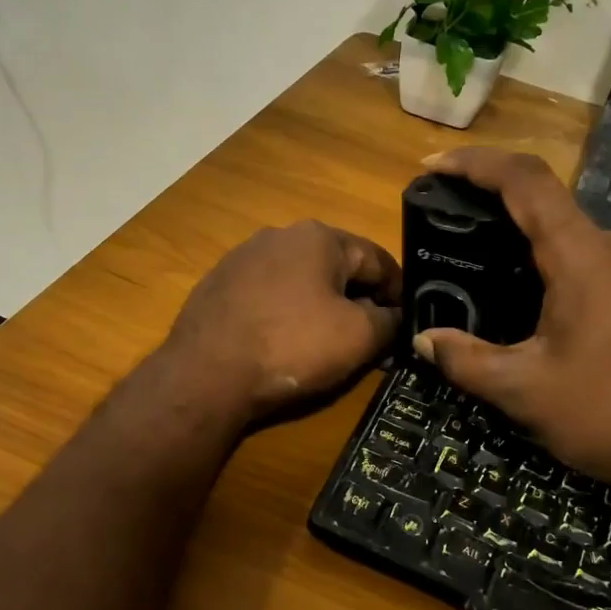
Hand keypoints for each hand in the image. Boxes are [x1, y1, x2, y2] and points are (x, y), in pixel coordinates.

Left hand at [162, 220, 402, 422]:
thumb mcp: (359, 336)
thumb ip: (390, 321)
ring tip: (326, 347)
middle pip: (337, 269)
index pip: (377, 260)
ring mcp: (242, 258)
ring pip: (300, 282)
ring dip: (321, 309)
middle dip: (358, 302)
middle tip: (369, 342)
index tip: (404, 325)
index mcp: (319, 236)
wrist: (206, 374)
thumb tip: (397, 317)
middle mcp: (279, 235)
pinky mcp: (218, 285)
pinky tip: (283, 345)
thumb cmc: (292, 346)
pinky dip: (285, 316)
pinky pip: (268, 297)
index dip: (399, 294)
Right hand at [413, 149, 610, 504]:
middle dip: (500, 220)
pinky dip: (566, 274)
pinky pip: (604, 265)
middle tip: (459, 244)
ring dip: (534, 254)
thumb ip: (466, 360)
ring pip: (578, 242)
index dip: (476, 164)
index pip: (525, 182)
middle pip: (552, 212)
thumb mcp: (524, 391)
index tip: (435, 166)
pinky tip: (549, 316)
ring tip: (496, 288)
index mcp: (585, 255)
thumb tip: (424, 342)